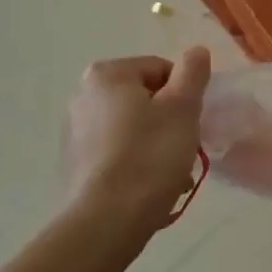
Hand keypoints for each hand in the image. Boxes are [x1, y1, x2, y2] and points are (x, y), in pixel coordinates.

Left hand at [63, 48, 210, 234]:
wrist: (108, 220)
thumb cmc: (150, 155)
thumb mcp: (183, 108)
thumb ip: (192, 73)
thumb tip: (195, 52)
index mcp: (106, 75)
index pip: (161, 69)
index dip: (184, 94)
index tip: (192, 121)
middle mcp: (83, 95)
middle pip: (146, 98)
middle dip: (171, 121)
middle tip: (186, 148)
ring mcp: (76, 131)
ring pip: (134, 127)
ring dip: (158, 144)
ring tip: (173, 173)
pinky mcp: (77, 163)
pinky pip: (118, 151)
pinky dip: (138, 162)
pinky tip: (151, 186)